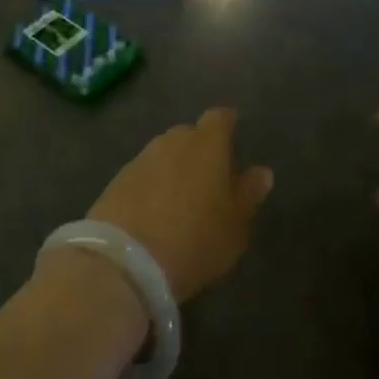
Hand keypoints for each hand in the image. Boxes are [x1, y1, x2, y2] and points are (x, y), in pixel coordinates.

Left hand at [84, 109, 272, 301]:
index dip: (228, 127)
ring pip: (165, 155)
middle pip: (191, 135)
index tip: (233, 144)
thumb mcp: (234, 226)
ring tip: (181, 203)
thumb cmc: (194, 239)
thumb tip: (261, 172)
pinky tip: (154, 216)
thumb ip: (248, 194)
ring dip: (174, 170)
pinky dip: (151, 187)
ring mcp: (142, 157)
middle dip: (200, 152)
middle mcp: (173, 140)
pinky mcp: (117, 179)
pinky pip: (144, 175)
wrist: (124, 261)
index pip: (221, 117)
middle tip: (209, 183)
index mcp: (207, 143)